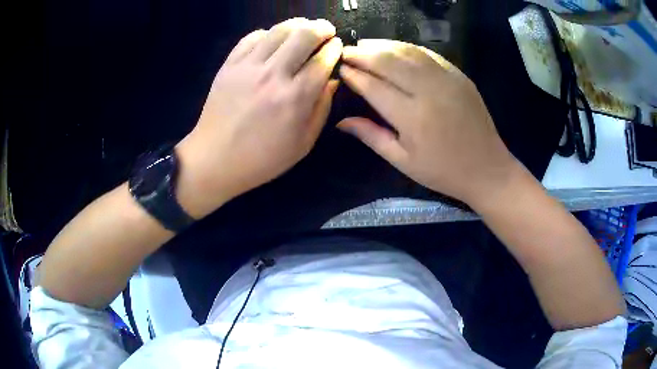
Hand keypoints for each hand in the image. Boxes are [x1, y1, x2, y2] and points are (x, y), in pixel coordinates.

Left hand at [175, 19, 342, 217]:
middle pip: (304, 36)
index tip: (337, 45)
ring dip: (298, 24)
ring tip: (304, 27)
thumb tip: (332, 81)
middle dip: (321, 28)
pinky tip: (273, 39)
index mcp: (295, 98)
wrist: (215, 159)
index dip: (334, 48)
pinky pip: (252, 37)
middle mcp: (273, 75)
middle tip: (327, 30)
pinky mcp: (229, 65)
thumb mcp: (303, 143)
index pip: (323, 60)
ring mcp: (248, 67)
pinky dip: (268, 33)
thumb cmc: (262, 158)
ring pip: (278, 31)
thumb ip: (322, 109)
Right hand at [337, 39, 517, 206]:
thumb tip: (341, 121)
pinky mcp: (459, 75)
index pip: (374, 87)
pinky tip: (395, 47)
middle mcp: (429, 92)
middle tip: (346, 51)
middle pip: (389, 63)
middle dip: (364, 54)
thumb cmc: (442, 171)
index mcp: (413, 118)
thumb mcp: (403, 161)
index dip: (355, 76)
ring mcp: (447, 80)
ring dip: (383, 45)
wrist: (487, 168)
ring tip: (365, 44)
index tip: (340, 69)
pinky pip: (429, 54)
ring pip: (408, 52)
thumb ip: (372, 136)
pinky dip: (408, 48)